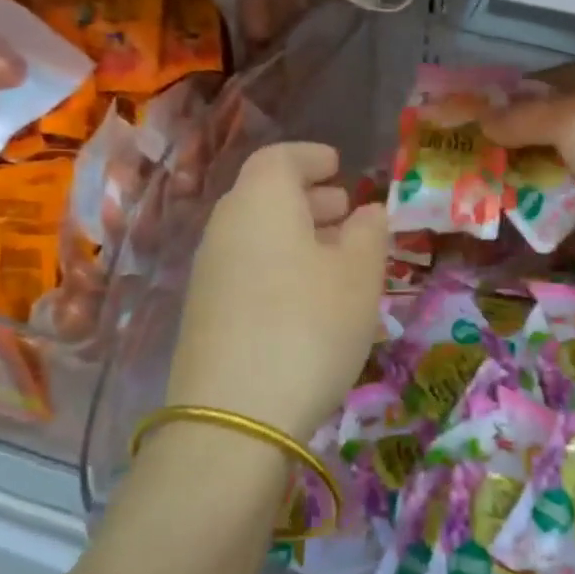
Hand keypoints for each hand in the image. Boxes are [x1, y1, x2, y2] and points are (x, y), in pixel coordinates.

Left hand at [164, 142, 386, 441]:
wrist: (234, 416)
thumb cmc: (310, 326)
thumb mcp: (359, 276)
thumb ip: (369, 233)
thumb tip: (368, 211)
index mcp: (261, 201)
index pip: (279, 158)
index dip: (310, 157)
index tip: (338, 165)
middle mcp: (226, 226)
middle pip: (265, 195)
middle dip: (308, 197)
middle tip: (345, 210)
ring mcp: (209, 271)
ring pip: (256, 233)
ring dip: (296, 234)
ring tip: (336, 255)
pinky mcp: (205, 312)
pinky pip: (247, 266)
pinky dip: (279, 264)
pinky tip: (308, 297)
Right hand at [484, 57, 574, 255]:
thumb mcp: (566, 116)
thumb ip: (522, 116)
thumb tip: (482, 120)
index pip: (566, 79)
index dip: (526, 93)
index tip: (489, 108)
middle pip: (564, 123)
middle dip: (525, 135)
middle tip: (484, 144)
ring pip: (566, 160)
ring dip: (533, 167)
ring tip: (491, 173)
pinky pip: (572, 195)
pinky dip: (547, 198)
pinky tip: (515, 201)